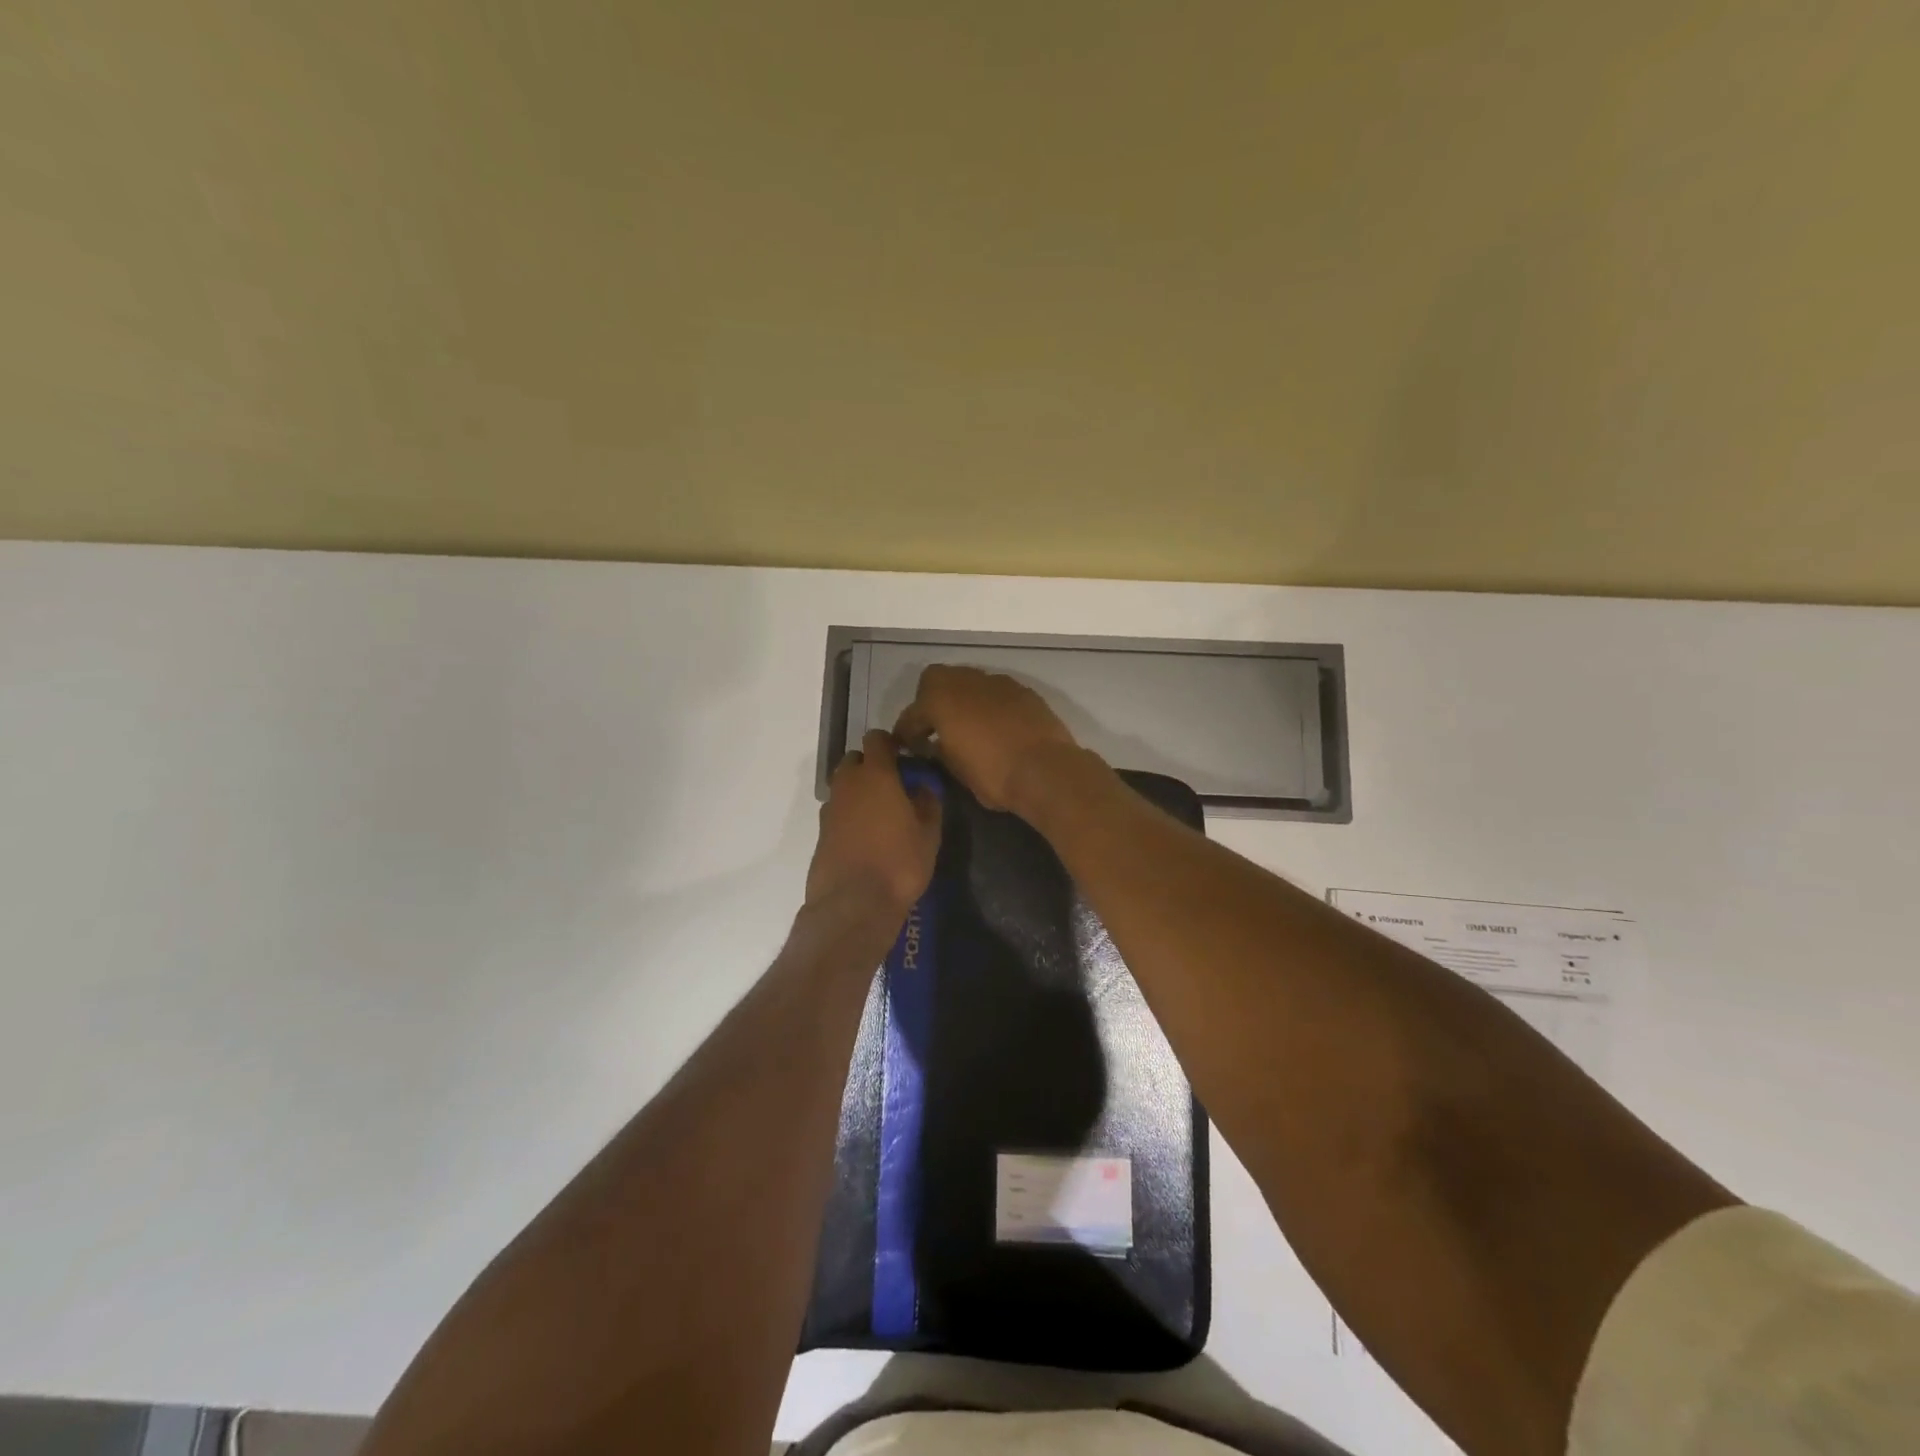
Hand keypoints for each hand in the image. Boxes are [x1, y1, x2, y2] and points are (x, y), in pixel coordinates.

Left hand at [806, 730, 942, 913]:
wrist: (853, 904)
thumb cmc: (899, 863)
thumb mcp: (929, 833)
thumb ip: (928, 802)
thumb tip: (924, 786)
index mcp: (876, 774)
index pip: (877, 739)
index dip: (891, 744)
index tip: (906, 758)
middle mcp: (848, 784)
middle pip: (855, 760)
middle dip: (872, 766)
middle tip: (894, 787)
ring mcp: (830, 808)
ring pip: (844, 786)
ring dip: (859, 791)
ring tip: (881, 815)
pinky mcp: (821, 832)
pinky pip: (838, 811)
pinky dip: (850, 815)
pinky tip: (866, 837)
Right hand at [892, 665, 1084, 814]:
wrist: (1046, 770)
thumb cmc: (993, 773)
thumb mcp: (955, 770)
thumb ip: (939, 751)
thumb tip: (934, 746)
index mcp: (940, 699)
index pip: (912, 715)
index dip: (907, 734)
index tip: (912, 750)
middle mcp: (966, 681)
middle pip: (936, 681)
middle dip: (931, 702)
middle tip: (936, 729)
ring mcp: (997, 682)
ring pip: (968, 682)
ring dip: (962, 700)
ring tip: (968, 727)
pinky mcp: (1022, 691)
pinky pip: (995, 692)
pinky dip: (988, 705)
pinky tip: (996, 727)